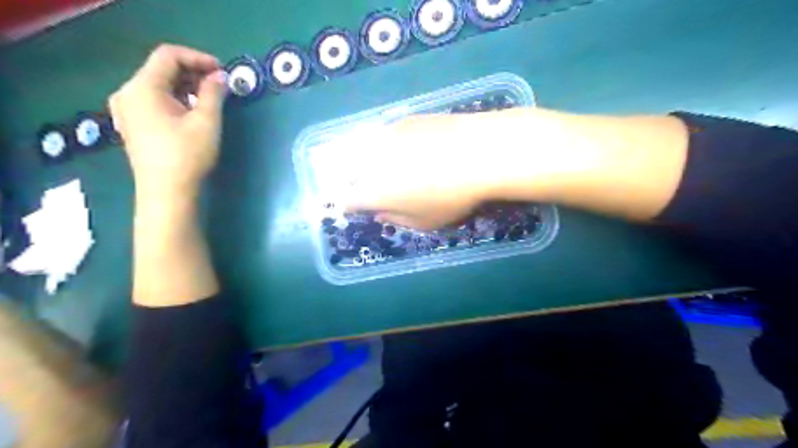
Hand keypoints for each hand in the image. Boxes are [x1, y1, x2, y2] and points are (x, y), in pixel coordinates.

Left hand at [107, 44, 225, 199]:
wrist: (166, 193)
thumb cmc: (188, 156)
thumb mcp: (206, 122)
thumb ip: (213, 93)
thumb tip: (220, 76)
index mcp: (142, 87)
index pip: (168, 55)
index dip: (198, 58)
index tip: (223, 71)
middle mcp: (128, 92)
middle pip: (161, 69)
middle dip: (193, 72)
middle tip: (220, 86)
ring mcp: (126, 109)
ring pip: (158, 85)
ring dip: (185, 86)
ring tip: (210, 100)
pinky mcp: (132, 124)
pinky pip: (154, 100)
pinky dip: (175, 99)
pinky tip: (192, 113)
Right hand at [330, 113, 517, 228]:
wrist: (479, 152)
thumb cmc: (451, 197)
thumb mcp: (425, 221)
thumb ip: (396, 218)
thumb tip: (380, 213)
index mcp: (372, 192)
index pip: (348, 201)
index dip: (352, 206)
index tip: (362, 208)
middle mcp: (369, 162)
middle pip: (347, 172)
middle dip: (351, 181)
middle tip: (368, 186)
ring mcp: (384, 137)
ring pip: (361, 149)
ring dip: (364, 160)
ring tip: (381, 166)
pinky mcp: (402, 121)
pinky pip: (382, 135)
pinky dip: (385, 144)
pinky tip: (403, 147)